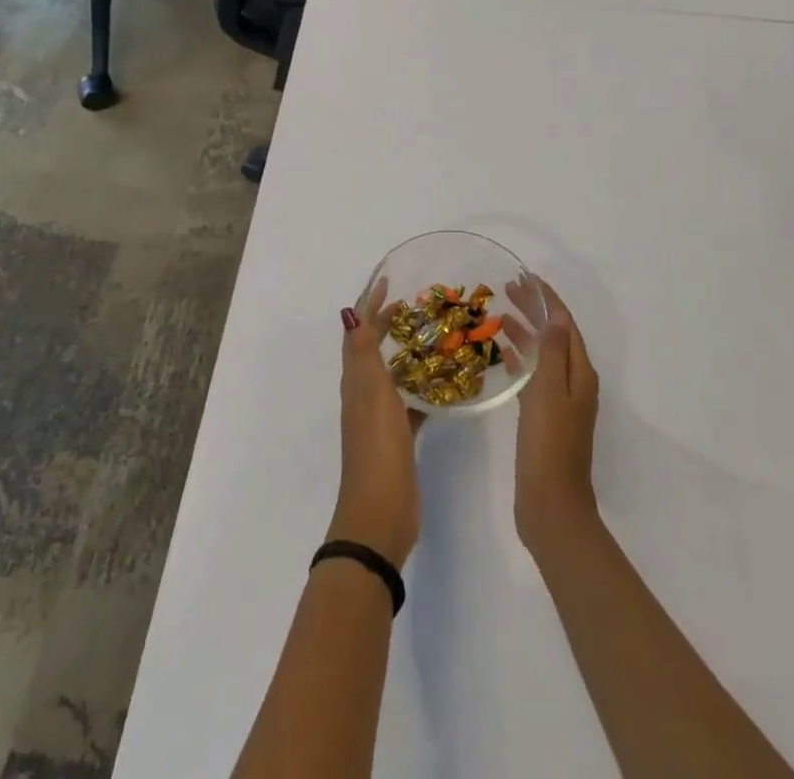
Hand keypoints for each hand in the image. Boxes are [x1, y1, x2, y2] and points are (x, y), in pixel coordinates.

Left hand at [330, 282, 423, 566]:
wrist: (381, 512)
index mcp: (356, 381)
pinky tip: (443, 385)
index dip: (370, 304)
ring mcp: (380, 418)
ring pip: (392, 374)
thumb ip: (363, 354)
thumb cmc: (377, 447)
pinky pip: (409, 402)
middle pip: (373, 349)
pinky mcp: (398, 438)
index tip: (389, 280)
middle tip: (416, 305)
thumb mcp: (372, 393)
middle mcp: (364, 394)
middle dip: (389, 324)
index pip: (358, 331)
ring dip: (407, 353)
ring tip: (434, 336)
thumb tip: (351, 311)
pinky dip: (422, 388)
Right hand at [509, 278, 599, 553]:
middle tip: (507, 290)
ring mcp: (560, 401)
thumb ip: (552, 352)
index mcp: (580, 373)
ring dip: (525, 332)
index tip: (526, 278)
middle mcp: (574, 382)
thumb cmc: (549, 444)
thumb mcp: (549, 391)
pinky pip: (533, 376)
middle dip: (535, 311)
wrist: (550, 504)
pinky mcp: (544, 418)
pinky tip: (502, 354)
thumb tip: (555, 317)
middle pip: (555, 335)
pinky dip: (520, 359)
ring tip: (500, 315)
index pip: (565, 324)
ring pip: (543, 354)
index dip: (547, 299)